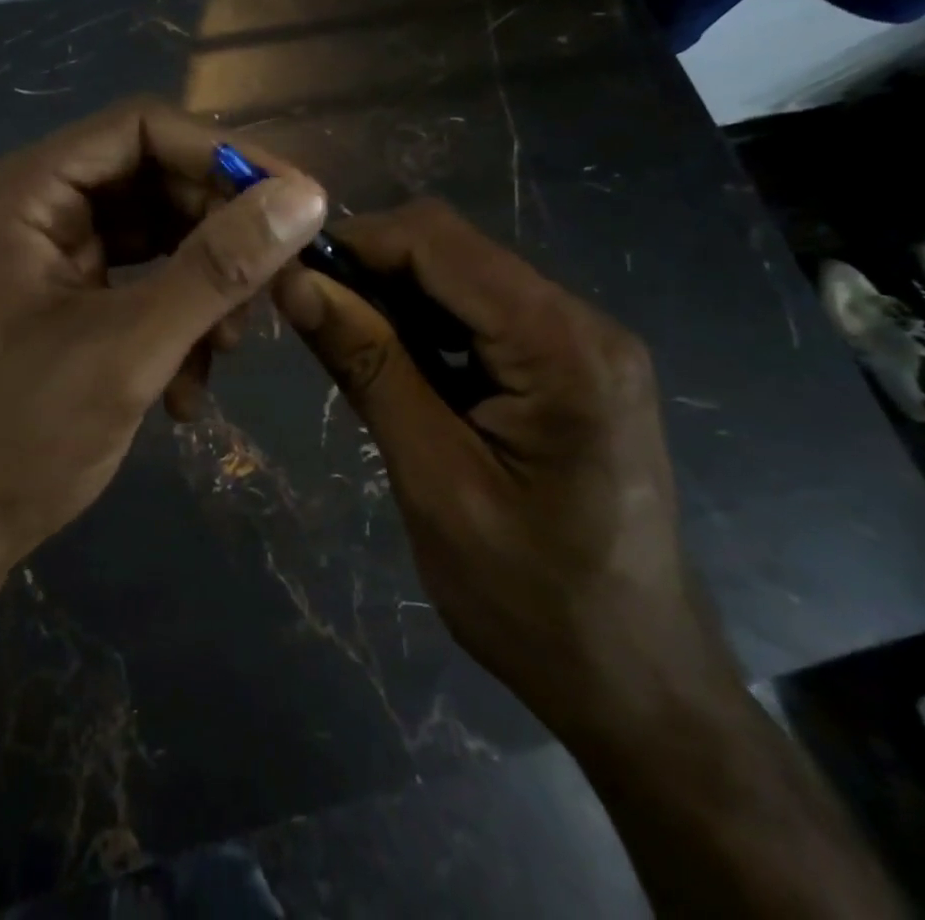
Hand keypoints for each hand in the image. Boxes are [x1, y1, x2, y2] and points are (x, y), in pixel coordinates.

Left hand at [0, 98, 327, 575]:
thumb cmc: (24, 435)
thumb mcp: (130, 348)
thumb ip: (218, 268)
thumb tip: (305, 197)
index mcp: (27, 193)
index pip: (139, 128)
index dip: (222, 154)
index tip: (296, 198)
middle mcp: (39, 206)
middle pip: (156, 179)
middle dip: (220, 231)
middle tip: (281, 283)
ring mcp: (55, 251)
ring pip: (161, 232)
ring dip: (207, 286)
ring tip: (229, 347)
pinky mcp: (73, 294)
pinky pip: (148, 278)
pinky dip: (181, 319)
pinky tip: (189, 387)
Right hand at [274, 199, 732, 740]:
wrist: (637, 684)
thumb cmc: (533, 598)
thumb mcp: (433, 479)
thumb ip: (368, 366)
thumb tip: (295, 283)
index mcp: (562, 345)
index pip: (438, 240)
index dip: (354, 241)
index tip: (287, 276)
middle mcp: (581, 322)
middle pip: (451, 249)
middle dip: (370, 269)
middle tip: (308, 318)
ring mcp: (580, 343)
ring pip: (460, 278)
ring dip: (391, 298)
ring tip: (343, 348)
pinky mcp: (568, 368)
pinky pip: (479, 315)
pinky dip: (423, 326)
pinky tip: (396, 369)